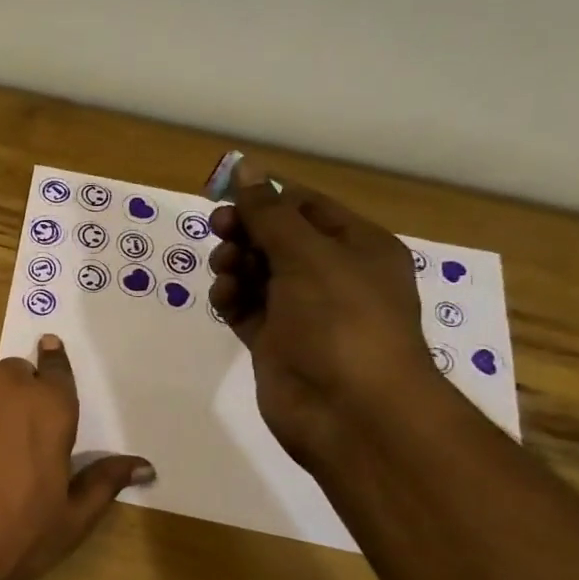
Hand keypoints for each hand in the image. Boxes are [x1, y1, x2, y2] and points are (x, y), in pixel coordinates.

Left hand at [0, 337, 153, 579]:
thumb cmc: (8, 542)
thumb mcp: (68, 522)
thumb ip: (103, 482)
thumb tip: (143, 464)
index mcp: (49, 408)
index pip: (56, 372)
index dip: (53, 366)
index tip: (49, 351)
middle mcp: (2, 383)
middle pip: (10, 378)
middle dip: (8, 401)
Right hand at [208, 157, 441, 465]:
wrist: (347, 409)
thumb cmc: (340, 320)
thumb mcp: (307, 255)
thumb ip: (270, 214)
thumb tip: (247, 169)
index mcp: (357, 247)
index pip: (306, 207)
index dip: (267, 198)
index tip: (226, 195)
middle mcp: (332, 275)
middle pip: (277, 239)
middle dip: (246, 231)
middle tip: (220, 230)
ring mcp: (302, 311)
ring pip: (258, 273)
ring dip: (236, 264)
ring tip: (225, 270)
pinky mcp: (275, 342)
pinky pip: (247, 308)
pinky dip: (232, 298)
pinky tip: (224, 298)